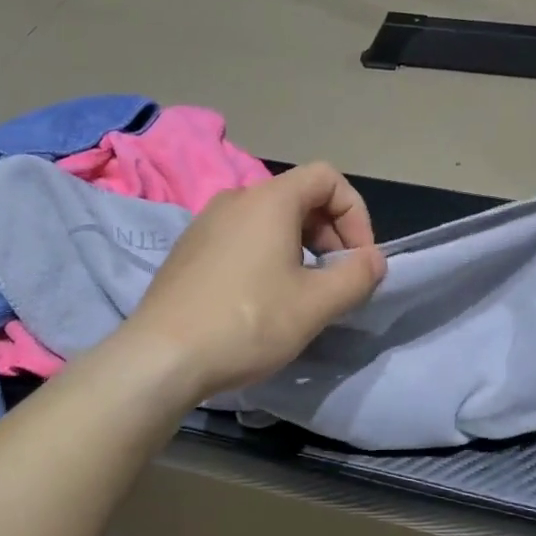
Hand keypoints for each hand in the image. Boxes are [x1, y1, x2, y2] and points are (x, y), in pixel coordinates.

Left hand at [116, 163, 387, 400]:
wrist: (161, 358)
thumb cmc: (247, 323)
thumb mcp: (315, 304)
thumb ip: (357, 276)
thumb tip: (374, 260)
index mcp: (269, 199)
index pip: (327, 177)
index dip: (355, 214)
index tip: (359, 259)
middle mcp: (235, 199)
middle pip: (299, 198)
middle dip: (330, 234)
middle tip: (337, 281)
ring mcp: (205, 223)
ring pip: (269, 221)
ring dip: (300, 249)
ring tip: (303, 295)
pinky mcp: (188, 251)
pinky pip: (241, 239)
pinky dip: (267, 258)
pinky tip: (262, 302)